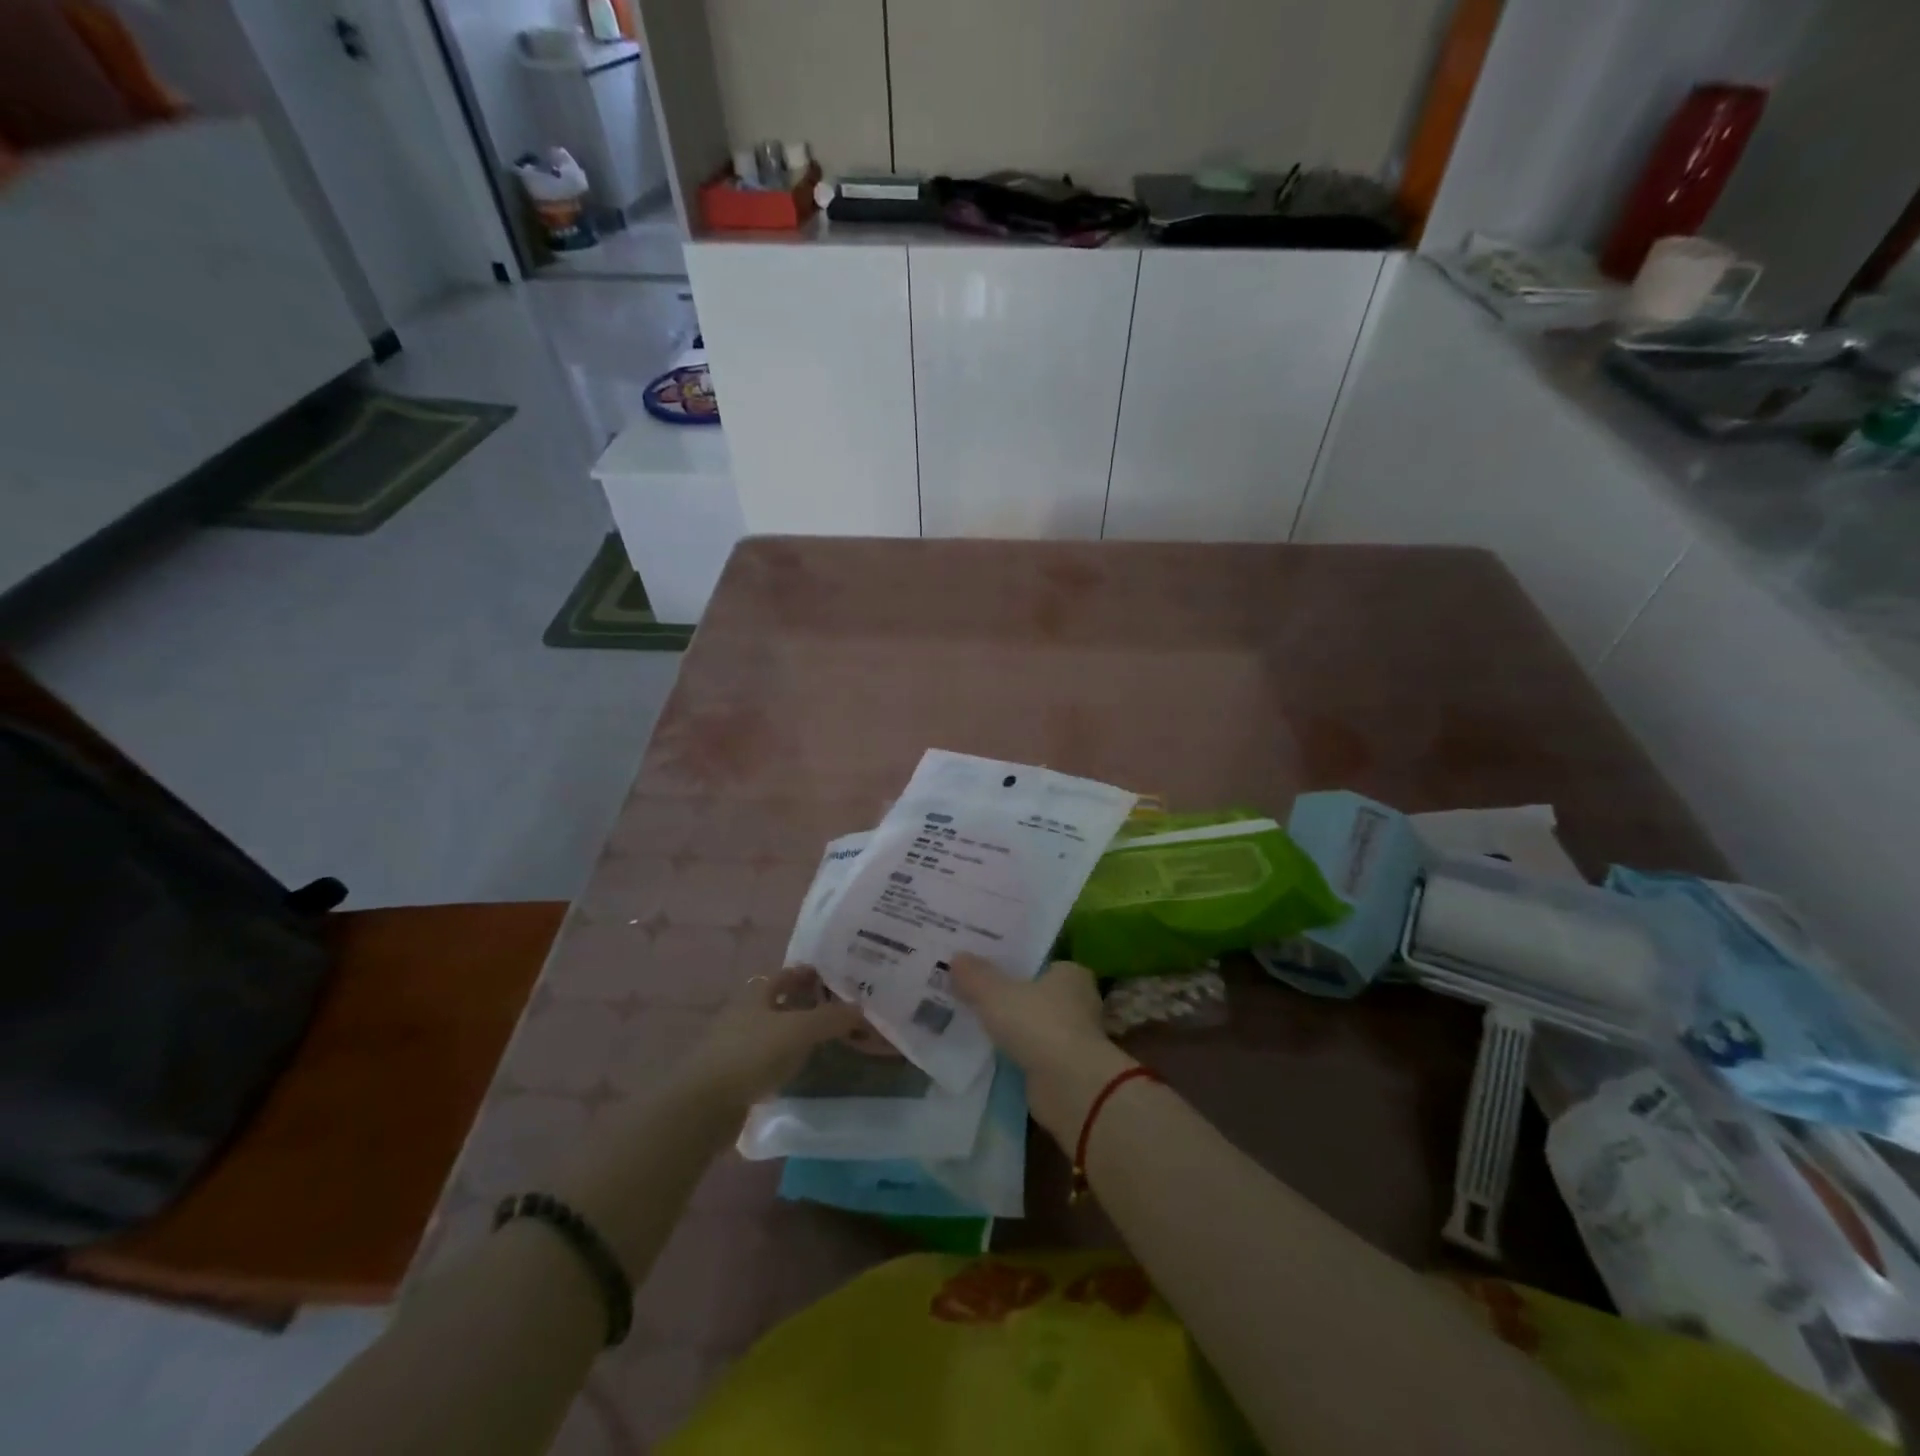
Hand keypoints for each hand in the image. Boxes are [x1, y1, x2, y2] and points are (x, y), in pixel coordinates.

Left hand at [677, 967, 863, 1110]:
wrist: (704, 1105)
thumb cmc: (752, 1054)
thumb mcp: (800, 1030)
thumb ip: (832, 1018)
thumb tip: (860, 1009)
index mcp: (757, 994)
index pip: (786, 975)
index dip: (807, 974)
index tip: (832, 978)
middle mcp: (744, 1013)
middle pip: (777, 1001)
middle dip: (802, 1002)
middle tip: (833, 1009)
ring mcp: (734, 1044)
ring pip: (771, 1030)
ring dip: (792, 1031)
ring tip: (820, 1038)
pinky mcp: (732, 1075)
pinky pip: (764, 1058)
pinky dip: (781, 1057)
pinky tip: (796, 1067)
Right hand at [950, 955, 1134, 1142]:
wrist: (1069, 1087)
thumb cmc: (1038, 1025)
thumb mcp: (996, 993)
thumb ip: (975, 976)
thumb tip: (957, 957)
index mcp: (1070, 974)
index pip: (1039, 963)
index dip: (1012, 964)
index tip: (984, 968)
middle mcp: (1079, 1002)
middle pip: (1035, 994)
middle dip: (1009, 997)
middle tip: (972, 993)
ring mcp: (1074, 1038)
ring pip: (1034, 1025)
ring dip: (1012, 1028)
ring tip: (975, 1023)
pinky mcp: (1065, 1069)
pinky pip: (1033, 1052)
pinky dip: (1016, 1053)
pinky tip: (990, 1053)